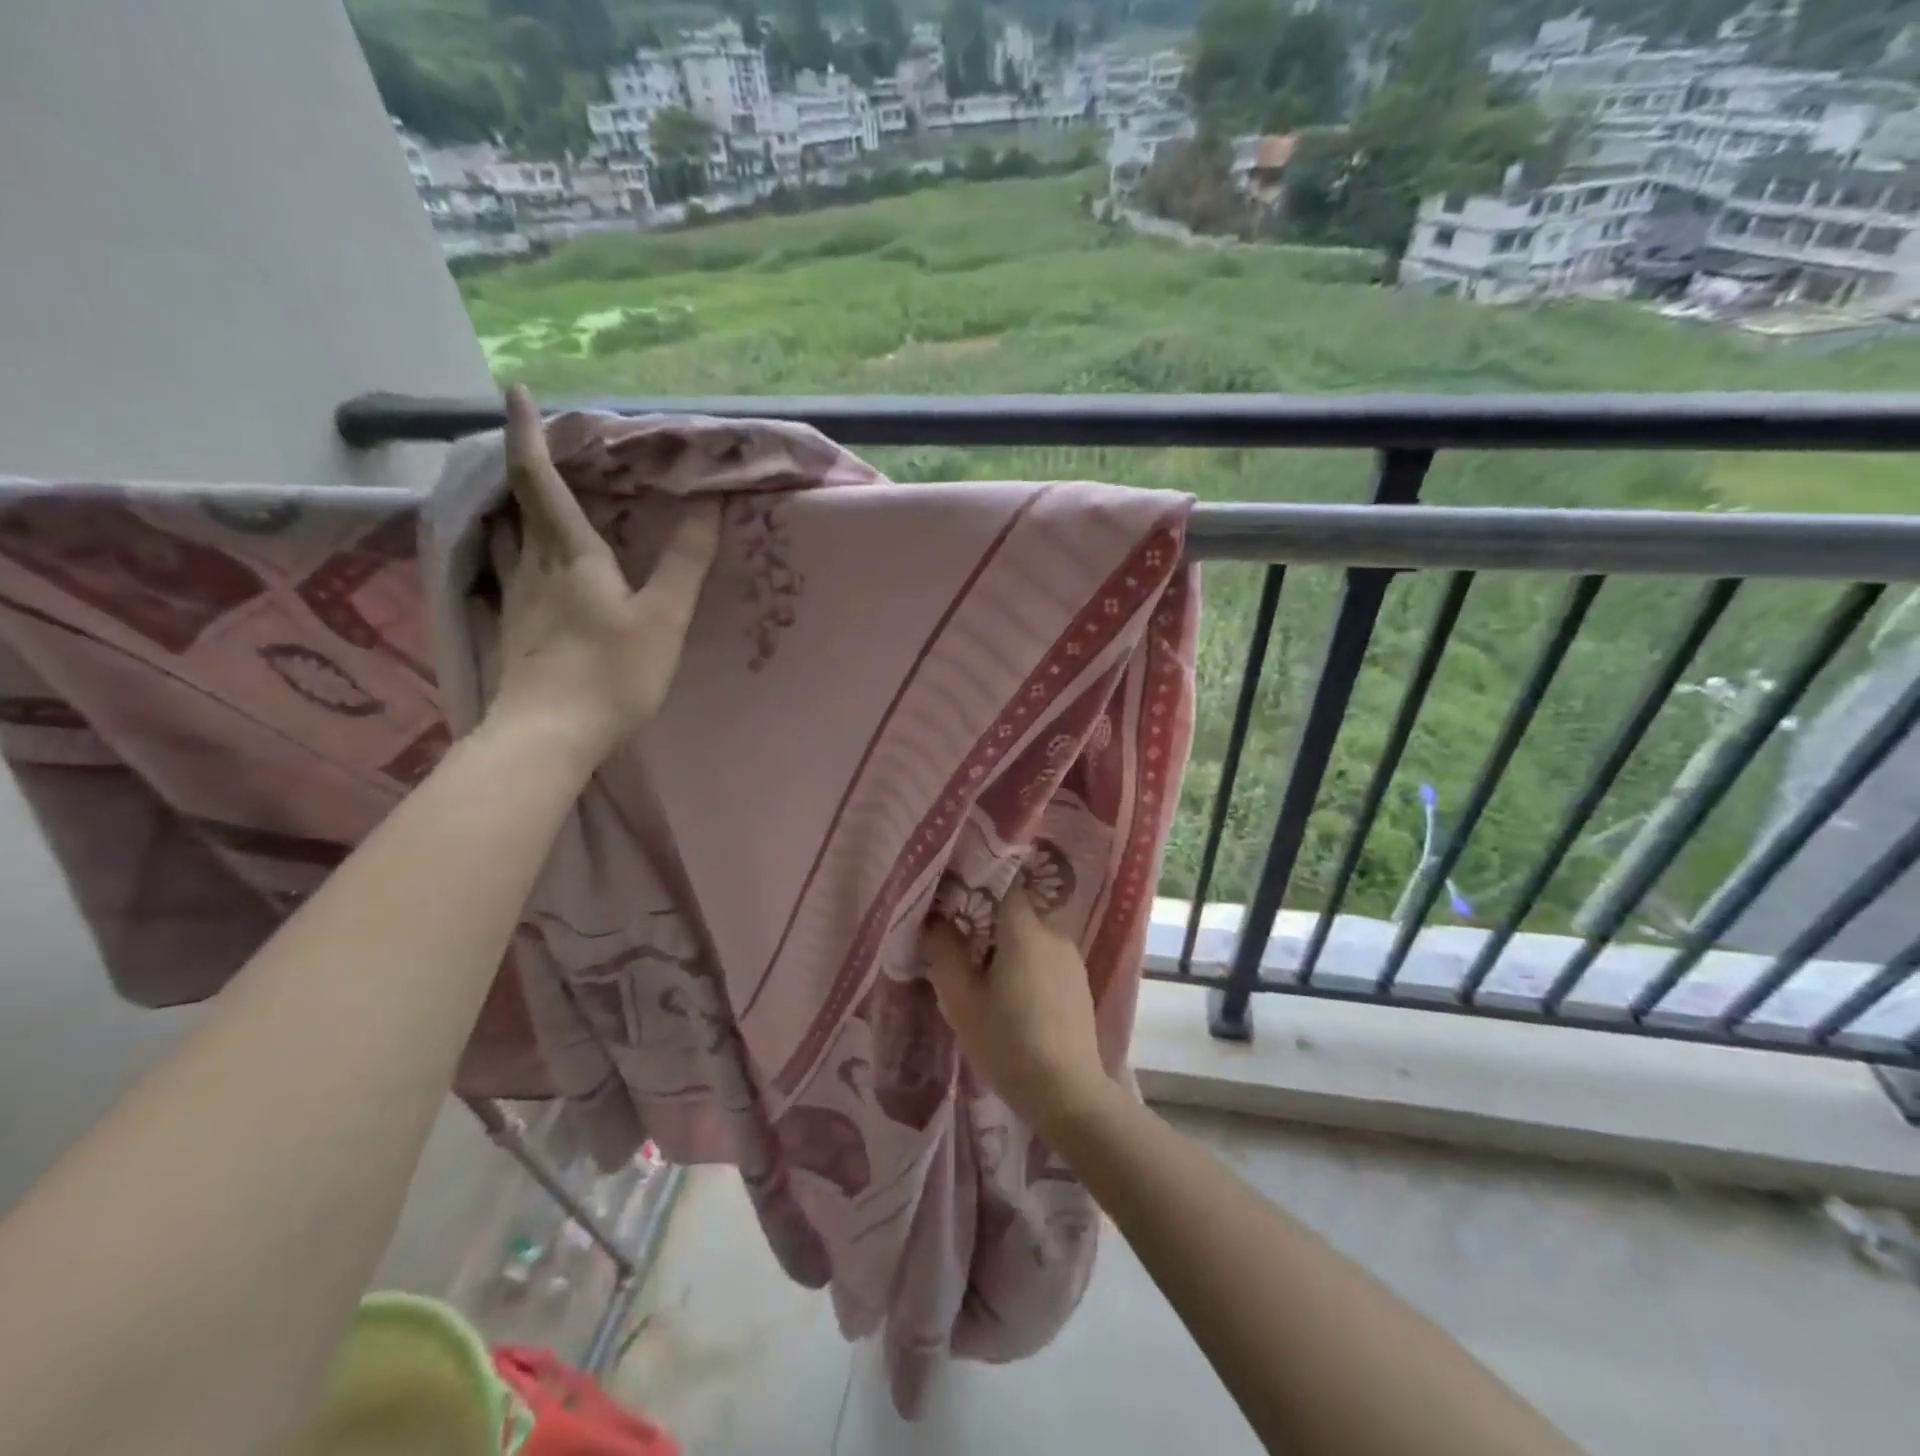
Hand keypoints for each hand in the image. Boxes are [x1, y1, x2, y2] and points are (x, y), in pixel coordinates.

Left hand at [486, 385, 720, 763]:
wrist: (549, 736)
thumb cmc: (611, 673)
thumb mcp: (663, 617)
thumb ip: (686, 561)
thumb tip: (708, 504)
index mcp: (569, 554)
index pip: (539, 480)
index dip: (526, 433)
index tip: (515, 389)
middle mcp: (532, 567)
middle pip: (516, 504)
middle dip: (523, 468)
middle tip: (541, 448)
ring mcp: (515, 600)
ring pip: (506, 539)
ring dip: (514, 510)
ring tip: (531, 501)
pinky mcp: (512, 630)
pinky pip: (508, 573)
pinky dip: (515, 552)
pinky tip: (528, 569)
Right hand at [921, 886, 1114, 1135]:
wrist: (1068, 1094)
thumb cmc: (1008, 1043)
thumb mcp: (962, 1001)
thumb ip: (944, 953)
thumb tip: (934, 919)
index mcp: (1025, 930)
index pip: (1003, 885)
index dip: (977, 887)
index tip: (952, 901)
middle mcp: (1054, 933)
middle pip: (1015, 913)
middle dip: (987, 924)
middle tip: (959, 947)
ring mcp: (1071, 958)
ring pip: (1031, 937)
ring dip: (1007, 948)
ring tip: (983, 977)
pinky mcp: (1079, 982)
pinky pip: (1046, 959)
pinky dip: (1027, 966)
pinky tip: (1013, 997)